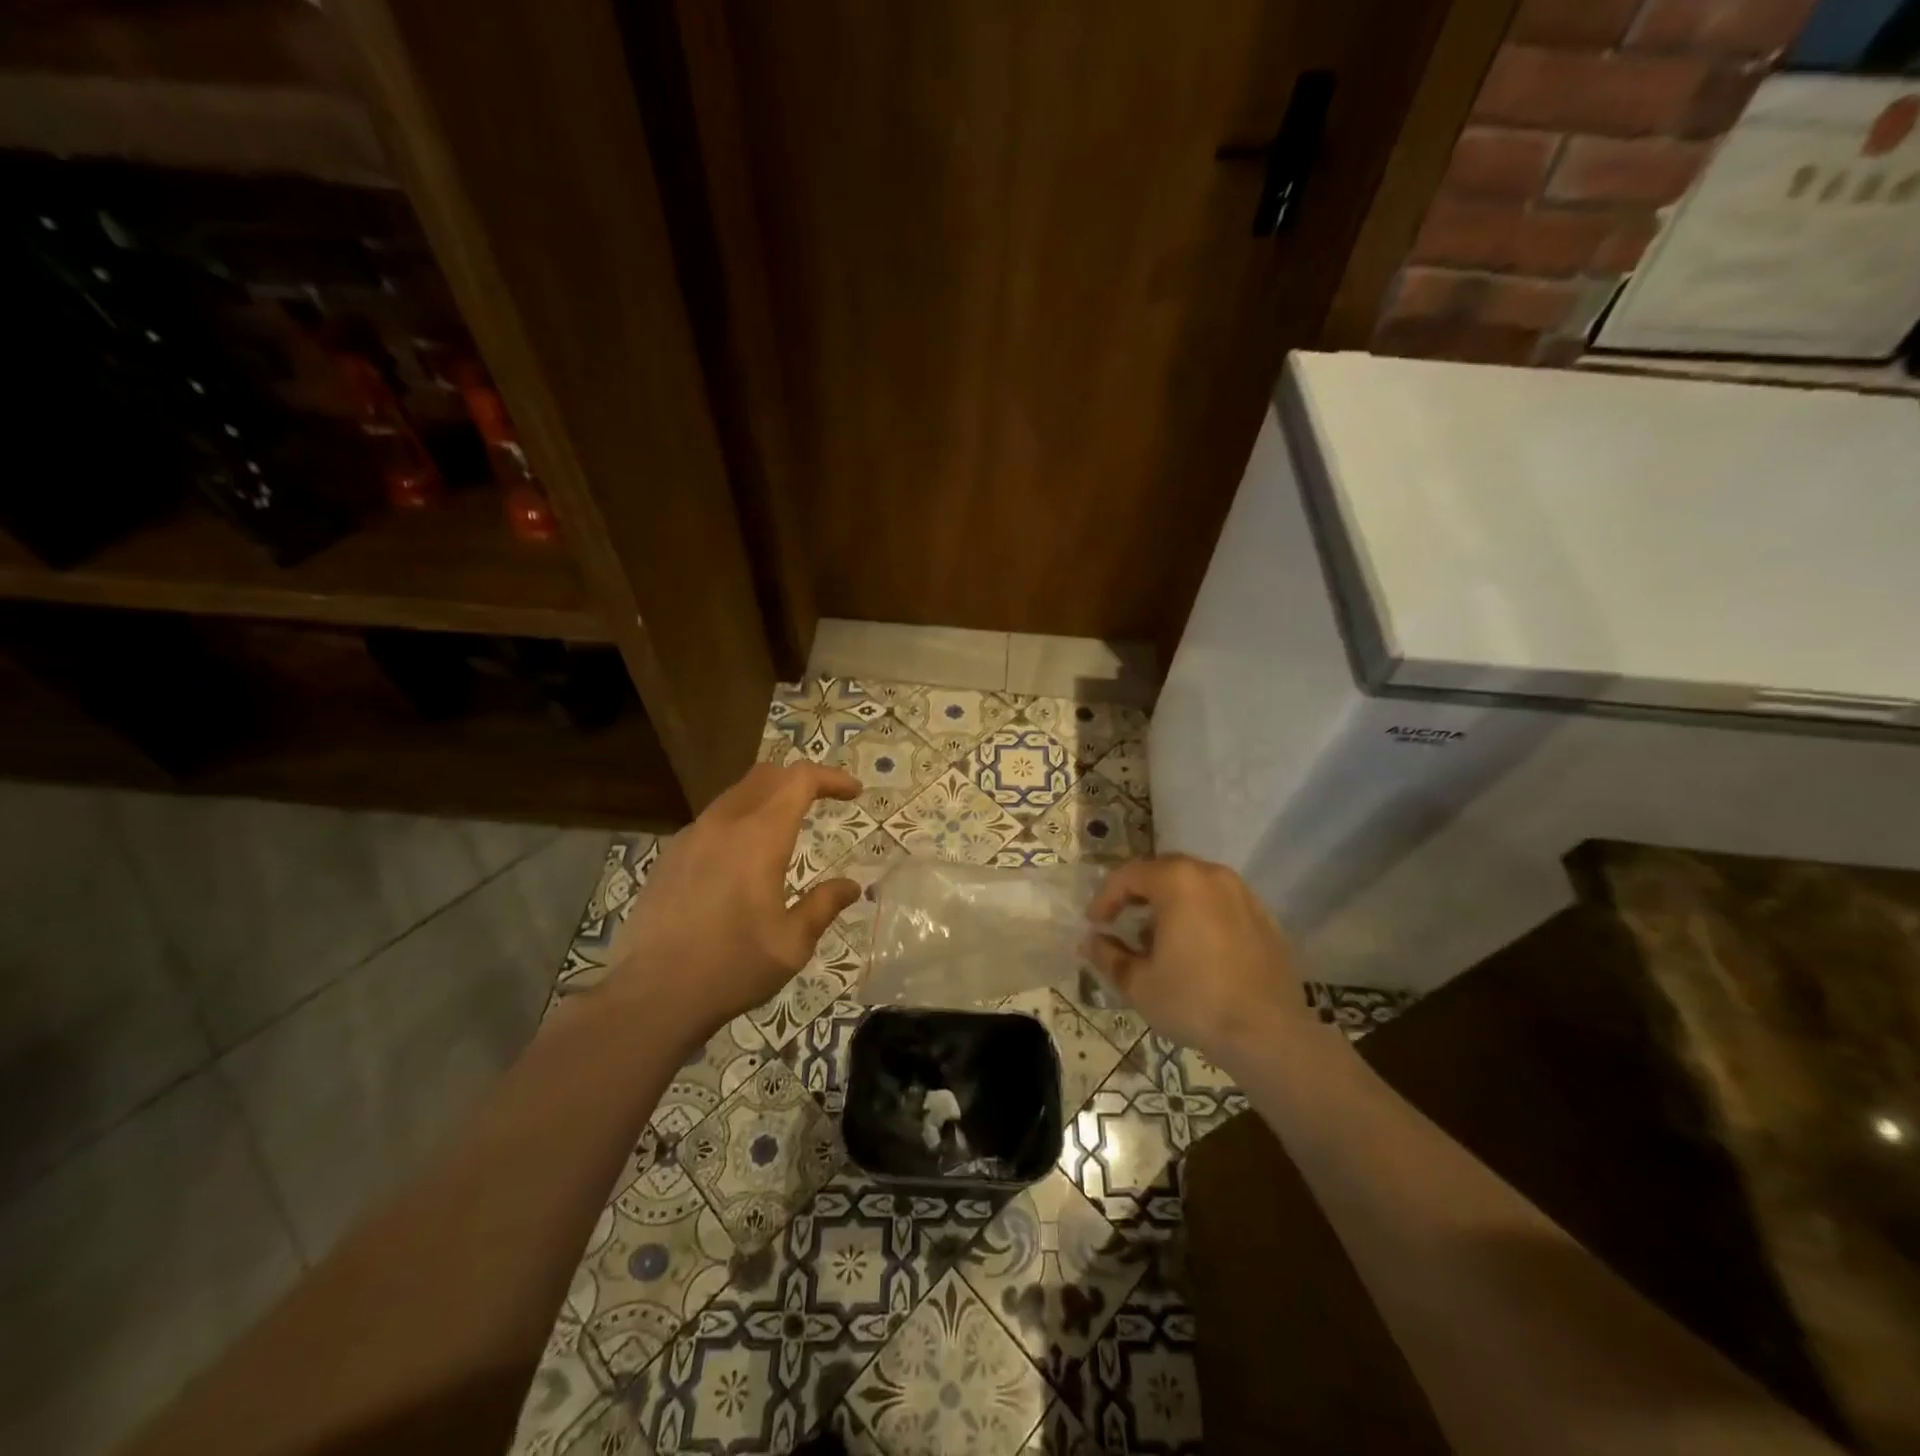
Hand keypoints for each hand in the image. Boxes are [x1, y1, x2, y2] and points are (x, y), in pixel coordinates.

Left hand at [601, 761, 863, 1040]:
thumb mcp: (792, 943)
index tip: (854, 792)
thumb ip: (823, 906)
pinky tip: (741, 859)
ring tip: (786, 828)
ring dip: (767, 799)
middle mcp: (723, 824)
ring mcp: (690, 837)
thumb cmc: (732, 968)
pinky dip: (739, 821)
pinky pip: (711, 821)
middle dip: (799, 780)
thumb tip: (850, 886)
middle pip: (766, 775)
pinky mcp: (668, 857)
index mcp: (759, 837)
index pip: (799, 779)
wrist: (651, 996)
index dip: (831, 778)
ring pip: (735, 795)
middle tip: (823, 801)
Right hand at [1085, 854, 1314, 1070]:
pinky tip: (1196, 949)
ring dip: (1169, 903)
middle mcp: (1212, 875)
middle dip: (1138, 894)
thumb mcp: (1139, 983)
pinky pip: (1220, 903)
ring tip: (1158, 938)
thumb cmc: (1194, 1001)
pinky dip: (1200, 914)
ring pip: (1194, 885)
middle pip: (1163, 871)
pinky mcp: (1265, 917)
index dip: (1105, 897)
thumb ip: (1108, 956)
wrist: (1269, 1033)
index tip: (1095, 924)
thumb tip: (1090, 942)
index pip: (1129, 875)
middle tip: (1122, 920)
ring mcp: (1243, 894)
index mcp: (1178, 882)